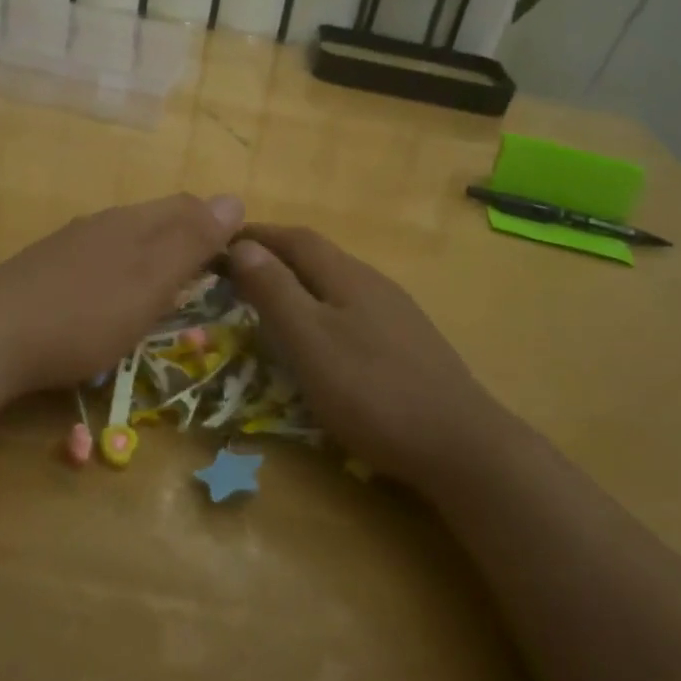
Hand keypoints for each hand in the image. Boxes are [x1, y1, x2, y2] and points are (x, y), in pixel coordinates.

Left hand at [0, 193, 243, 396]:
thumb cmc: (85, 314)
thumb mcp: (151, 281)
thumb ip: (192, 242)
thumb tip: (235, 199)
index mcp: (133, 222)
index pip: (188, 206)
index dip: (218, 226)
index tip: (236, 262)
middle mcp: (103, 223)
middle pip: (157, 220)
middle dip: (187, 241)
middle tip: (206, 281)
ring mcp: (70, 245)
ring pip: (126, 240)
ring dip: (153, 258)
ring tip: (166, 293)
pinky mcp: (45, 270)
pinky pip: (98, 261)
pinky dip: (121, 275)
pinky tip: (111, 303)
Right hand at [227, 226, 521, 489]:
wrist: (459, 443)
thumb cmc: (371, 391)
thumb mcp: (310, 341)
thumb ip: (275, 292)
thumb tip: (243, 246)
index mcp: (347, 275)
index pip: (296, 238)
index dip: (258, 236)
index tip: (221, 243)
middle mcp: (374, 283)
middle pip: (319, 256)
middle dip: (277, 257)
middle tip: (238, 273)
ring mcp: (397, 312)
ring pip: (338, 283)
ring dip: (301, 283)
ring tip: (271, 302)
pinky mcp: (409, 342)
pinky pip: (354, 309)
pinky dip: (323, 309)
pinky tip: (322, 338)